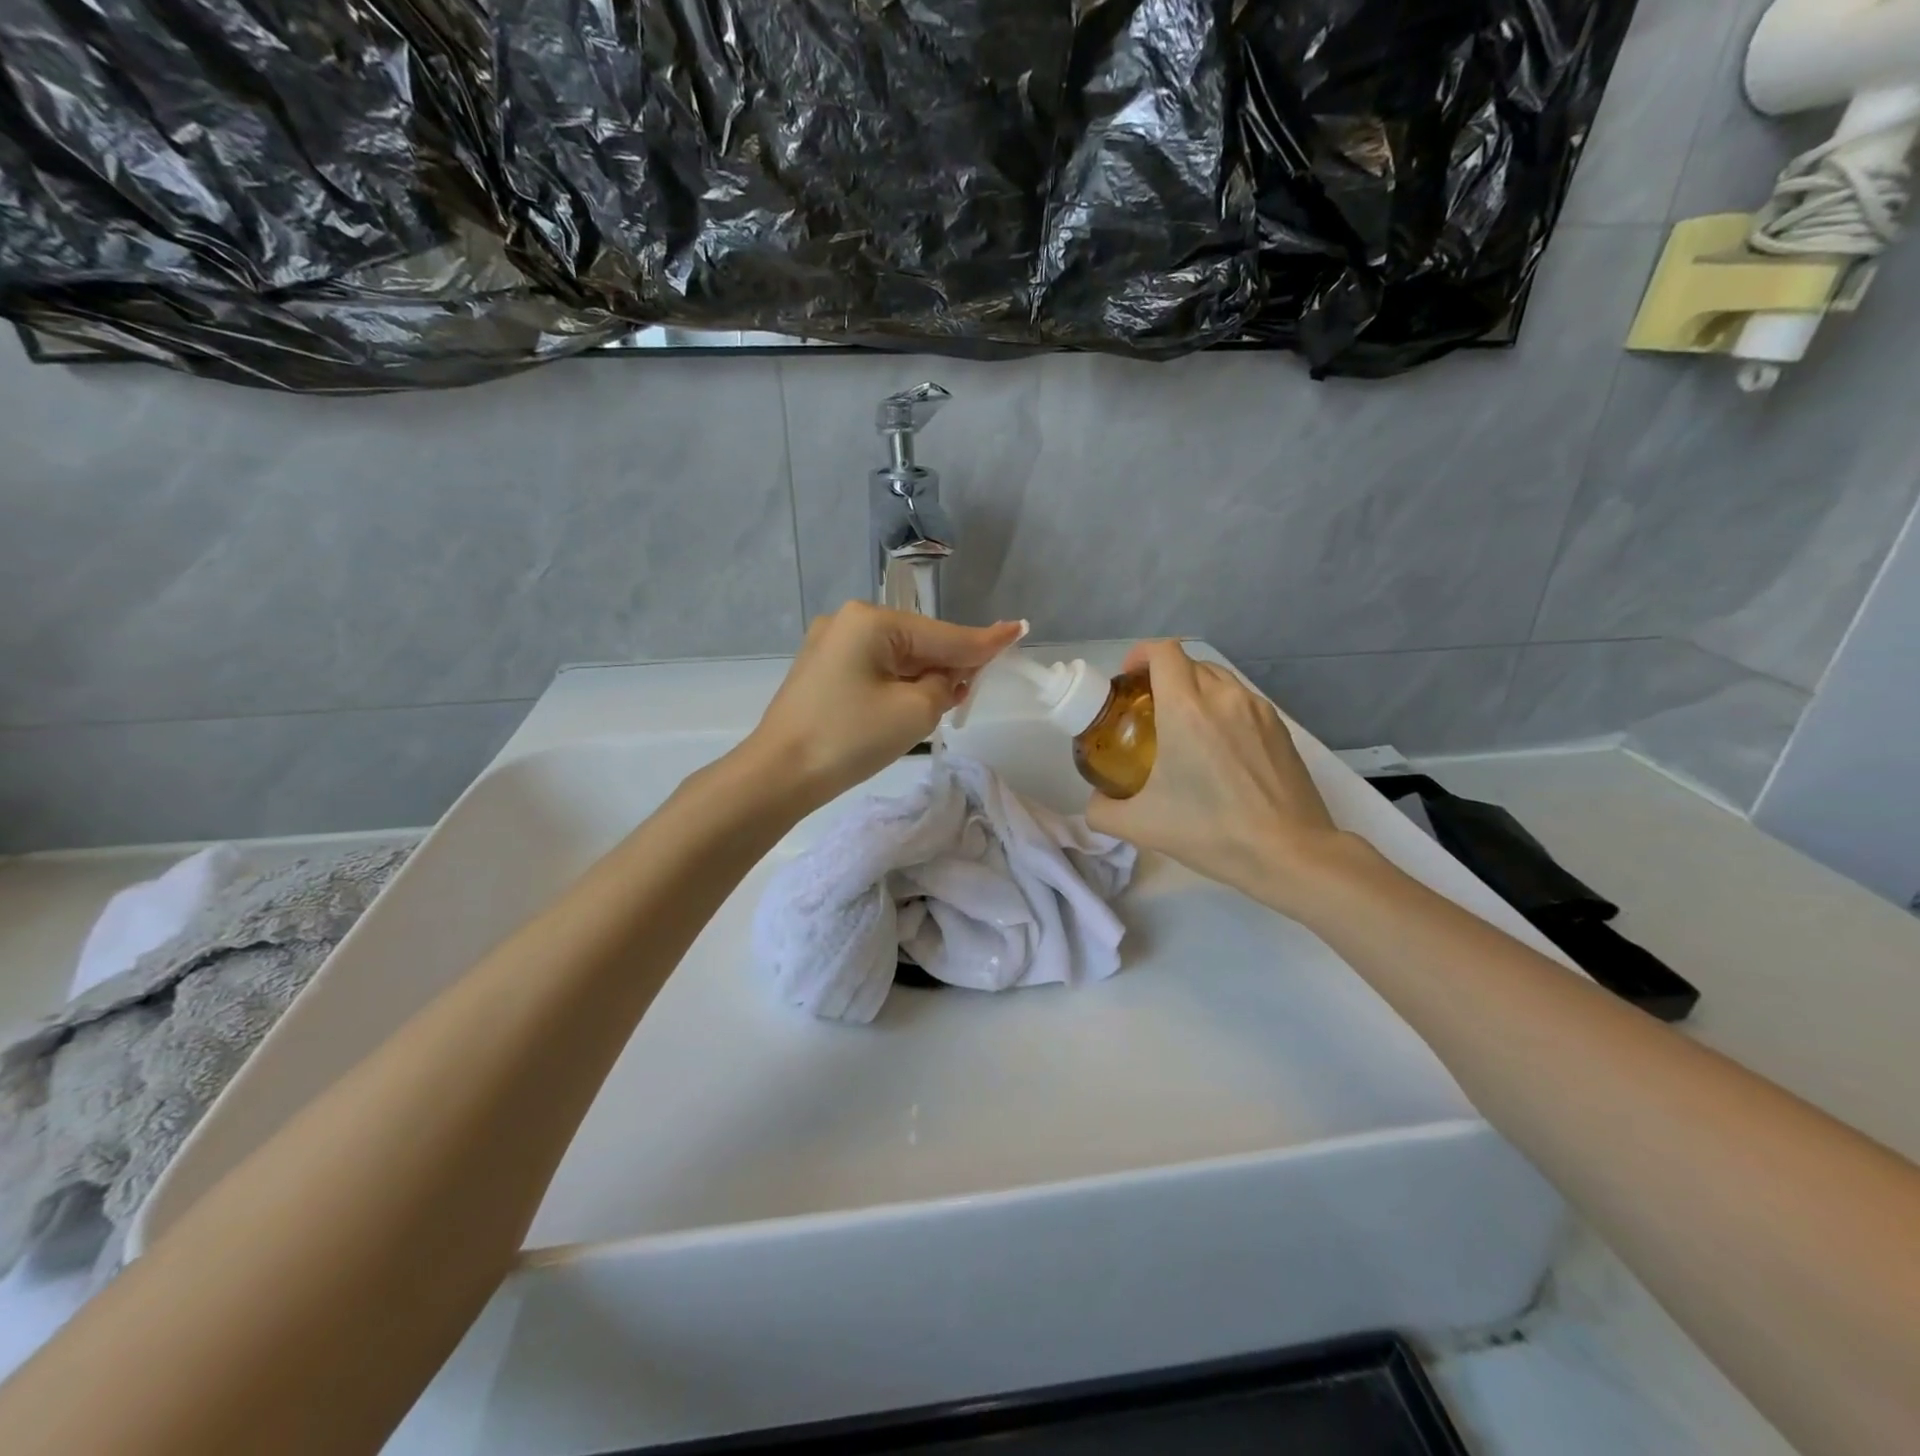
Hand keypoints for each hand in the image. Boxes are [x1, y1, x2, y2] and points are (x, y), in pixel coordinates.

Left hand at [745, 602, 1022, 804]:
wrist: (778, 775)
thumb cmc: (849, 739)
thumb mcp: (914, 711)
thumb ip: (945, 683)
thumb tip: (948, 676)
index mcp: (872, 621)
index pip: (944, 634)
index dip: (984, 642)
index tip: (1018, 630)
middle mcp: (850, 620)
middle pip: (920, 642)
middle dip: (948, 666)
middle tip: (967, 697)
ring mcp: (831, 644)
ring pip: (898, 657)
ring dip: (922, 679)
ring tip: (937, 707)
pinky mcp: (822, 669)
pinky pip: (875, 668)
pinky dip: (897, 684)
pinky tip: (903, 707)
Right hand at [1085, 640, 1353, 907]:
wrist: (1290, 853)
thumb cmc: (1211, 832)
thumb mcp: (1140, 826)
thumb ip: (1102, 810)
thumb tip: (1096, 800)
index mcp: (1186, 709)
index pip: (1163, 652)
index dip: (1141, 655)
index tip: (1129, 679)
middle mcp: (1224, 697)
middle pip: (1189, 663)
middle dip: (1164, 676)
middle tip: (1148, 710)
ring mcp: (1257, 710)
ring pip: (1218, 679)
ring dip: (1195, 690)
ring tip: (1183, 727)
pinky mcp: (1280, 728)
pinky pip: (1241, 702)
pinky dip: (1222, 709)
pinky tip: (1218, 750)